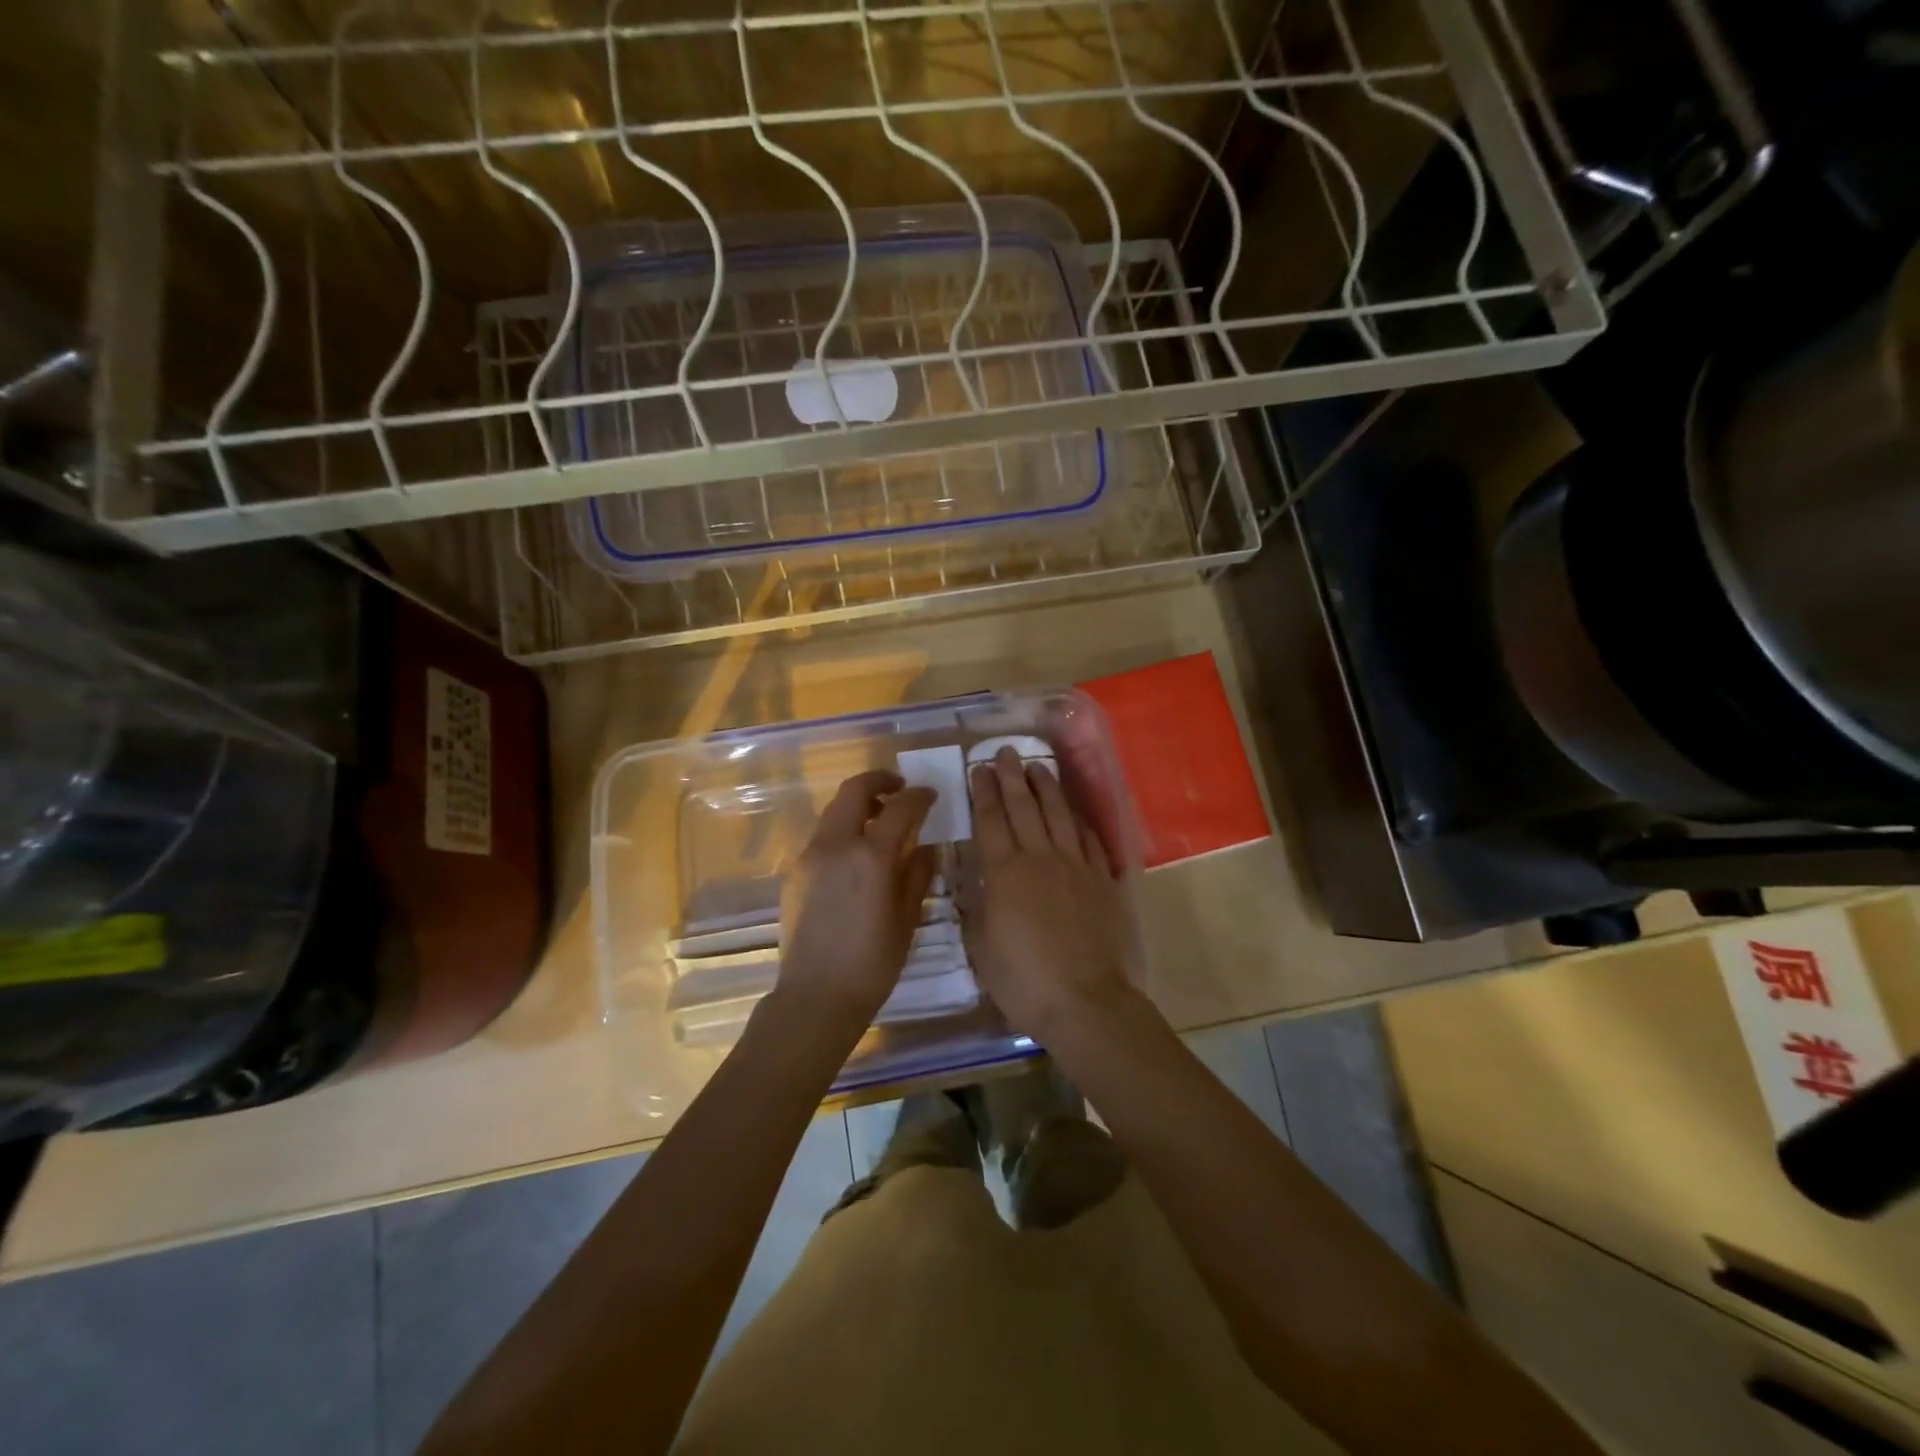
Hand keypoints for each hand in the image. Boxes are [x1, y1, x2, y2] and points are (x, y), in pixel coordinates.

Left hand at [778, 770, 937, 1029]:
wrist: (816, 996)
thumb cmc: (872, 963)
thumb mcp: (907, 919)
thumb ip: (917, 874)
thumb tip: (925, 846)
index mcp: (870, 856)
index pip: (899, 808)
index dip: (918, 797)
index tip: (930, 795)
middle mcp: (836, 845)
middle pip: (854, 791)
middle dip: (879, 781)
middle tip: (899, 789)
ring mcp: (810, 856)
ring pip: (834, 811)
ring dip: (858, 804)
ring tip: (879, 819)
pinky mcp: (795, 872)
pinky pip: (822, 835)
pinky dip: (842, 828)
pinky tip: (856, 852)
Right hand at [965, 748, 1135, 1039]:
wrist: (1086, 1000)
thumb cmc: (1024, 981)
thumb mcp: (982, 948)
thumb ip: (976, 910)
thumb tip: (974, 886)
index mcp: (1004, 873)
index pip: (990, 820)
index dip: (983, 791)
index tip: (978, 767)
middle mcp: (1040, 858)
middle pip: (1024, 807)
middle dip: (1012, 776)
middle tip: (1006, 752)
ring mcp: (1076, 866)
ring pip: (1059, 815)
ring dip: (1047, 787)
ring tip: (1038, 766)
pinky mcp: (1103, 880)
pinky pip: (1090, 839)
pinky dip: (1079, 820)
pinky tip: (1074, 810)